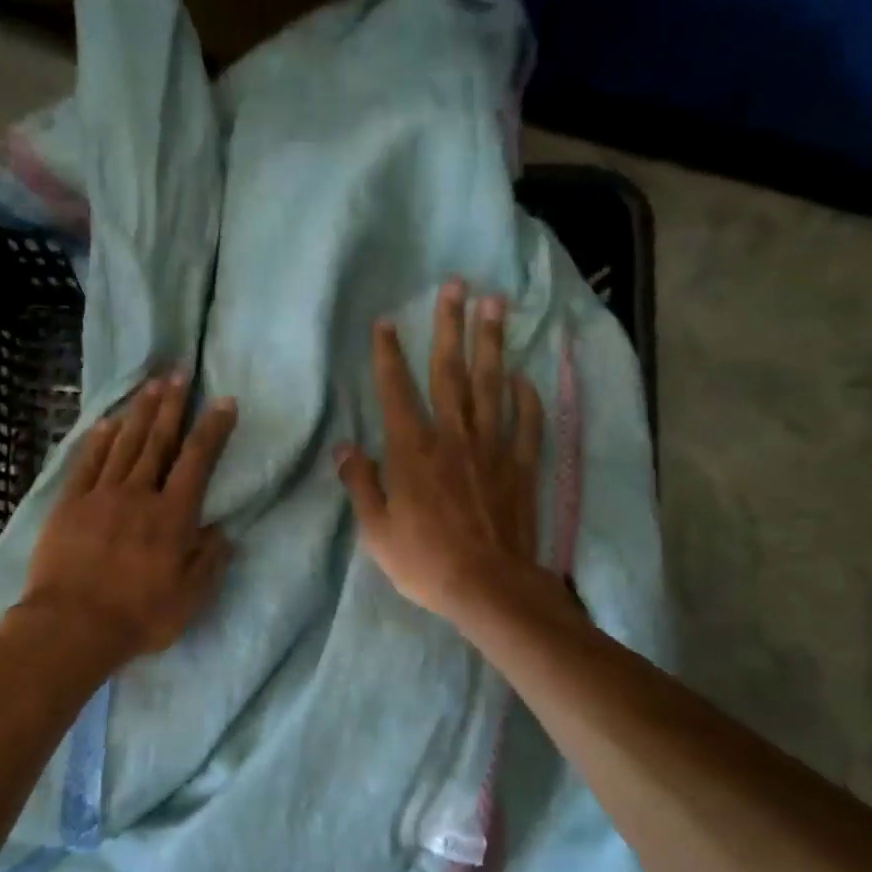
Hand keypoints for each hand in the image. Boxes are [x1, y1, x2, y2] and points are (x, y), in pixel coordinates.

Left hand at [18, 374, 237, 666]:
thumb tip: (221, 530)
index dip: (212, 429)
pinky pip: (87, 464)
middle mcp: (139, 495)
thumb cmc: (139, 615)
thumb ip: (209, 560)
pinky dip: (98, 441)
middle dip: (172, 405)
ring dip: (139, 413)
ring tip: (151, 385)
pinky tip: (107, 423)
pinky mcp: (70, 505)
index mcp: (173, 516)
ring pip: (125, 445)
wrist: (73, 626)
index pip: (197, 461)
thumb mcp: (190, 597)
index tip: (223, 401)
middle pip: (158, 441)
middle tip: (179, 373)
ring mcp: (101, 496)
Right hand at [336, 280, 549, 623]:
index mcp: (411, 451)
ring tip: (496, 305)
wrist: (488, 587)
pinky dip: (527, 396)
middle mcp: (452, 437)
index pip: (396, 390)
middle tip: (456, 285)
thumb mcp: (376, 530)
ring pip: (491, 385)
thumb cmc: (424, 561)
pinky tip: (524, 376)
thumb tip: (344, 449)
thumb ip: (360, 484)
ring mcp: (492, 448)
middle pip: (450, 372)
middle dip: (450, 326)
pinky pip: (527, 421)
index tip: (387, 321)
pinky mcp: (521, 465)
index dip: (389, 354)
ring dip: (492, 343)